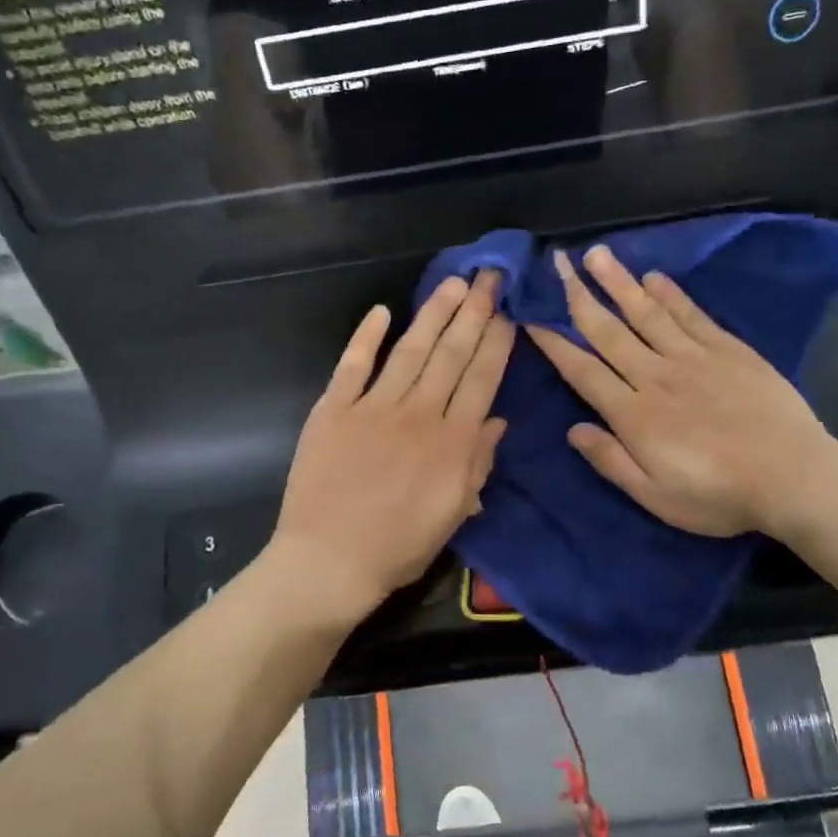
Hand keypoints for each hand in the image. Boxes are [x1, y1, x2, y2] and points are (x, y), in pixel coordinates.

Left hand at [267, 271, 513, 623]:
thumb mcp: (453, 514)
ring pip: (410, 350)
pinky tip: (381, 312)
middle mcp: (418, 414)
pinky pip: (352, 365)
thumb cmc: (398, 547)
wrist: (329, 561)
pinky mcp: (333, 410)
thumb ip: (477, 464)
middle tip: (489, 275)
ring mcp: (373, 407)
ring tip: (452, 283)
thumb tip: (498, 421)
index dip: (497, 342)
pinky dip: (365, 337)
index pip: (482, 379)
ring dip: (433, 314)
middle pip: (452, 354)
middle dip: (474, 312)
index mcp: (452, 442)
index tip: (508, 311)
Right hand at [527, 245, 831, 538]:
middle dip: (579, 296)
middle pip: (609, 331)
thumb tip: (572, 430)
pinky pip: (691, 315)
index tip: (531, 315)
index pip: (583, 370)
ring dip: (619, 282)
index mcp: (634, 414)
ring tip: (597, 254)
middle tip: (558, 263)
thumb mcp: (655, 496)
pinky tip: (654, 277)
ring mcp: (694, 358)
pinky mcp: (728, 350)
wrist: (793, 478)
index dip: (554, 343)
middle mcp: (656, 376)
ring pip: (646, 313)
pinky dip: (671, 294)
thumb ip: (611, 461)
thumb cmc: (718, 496)